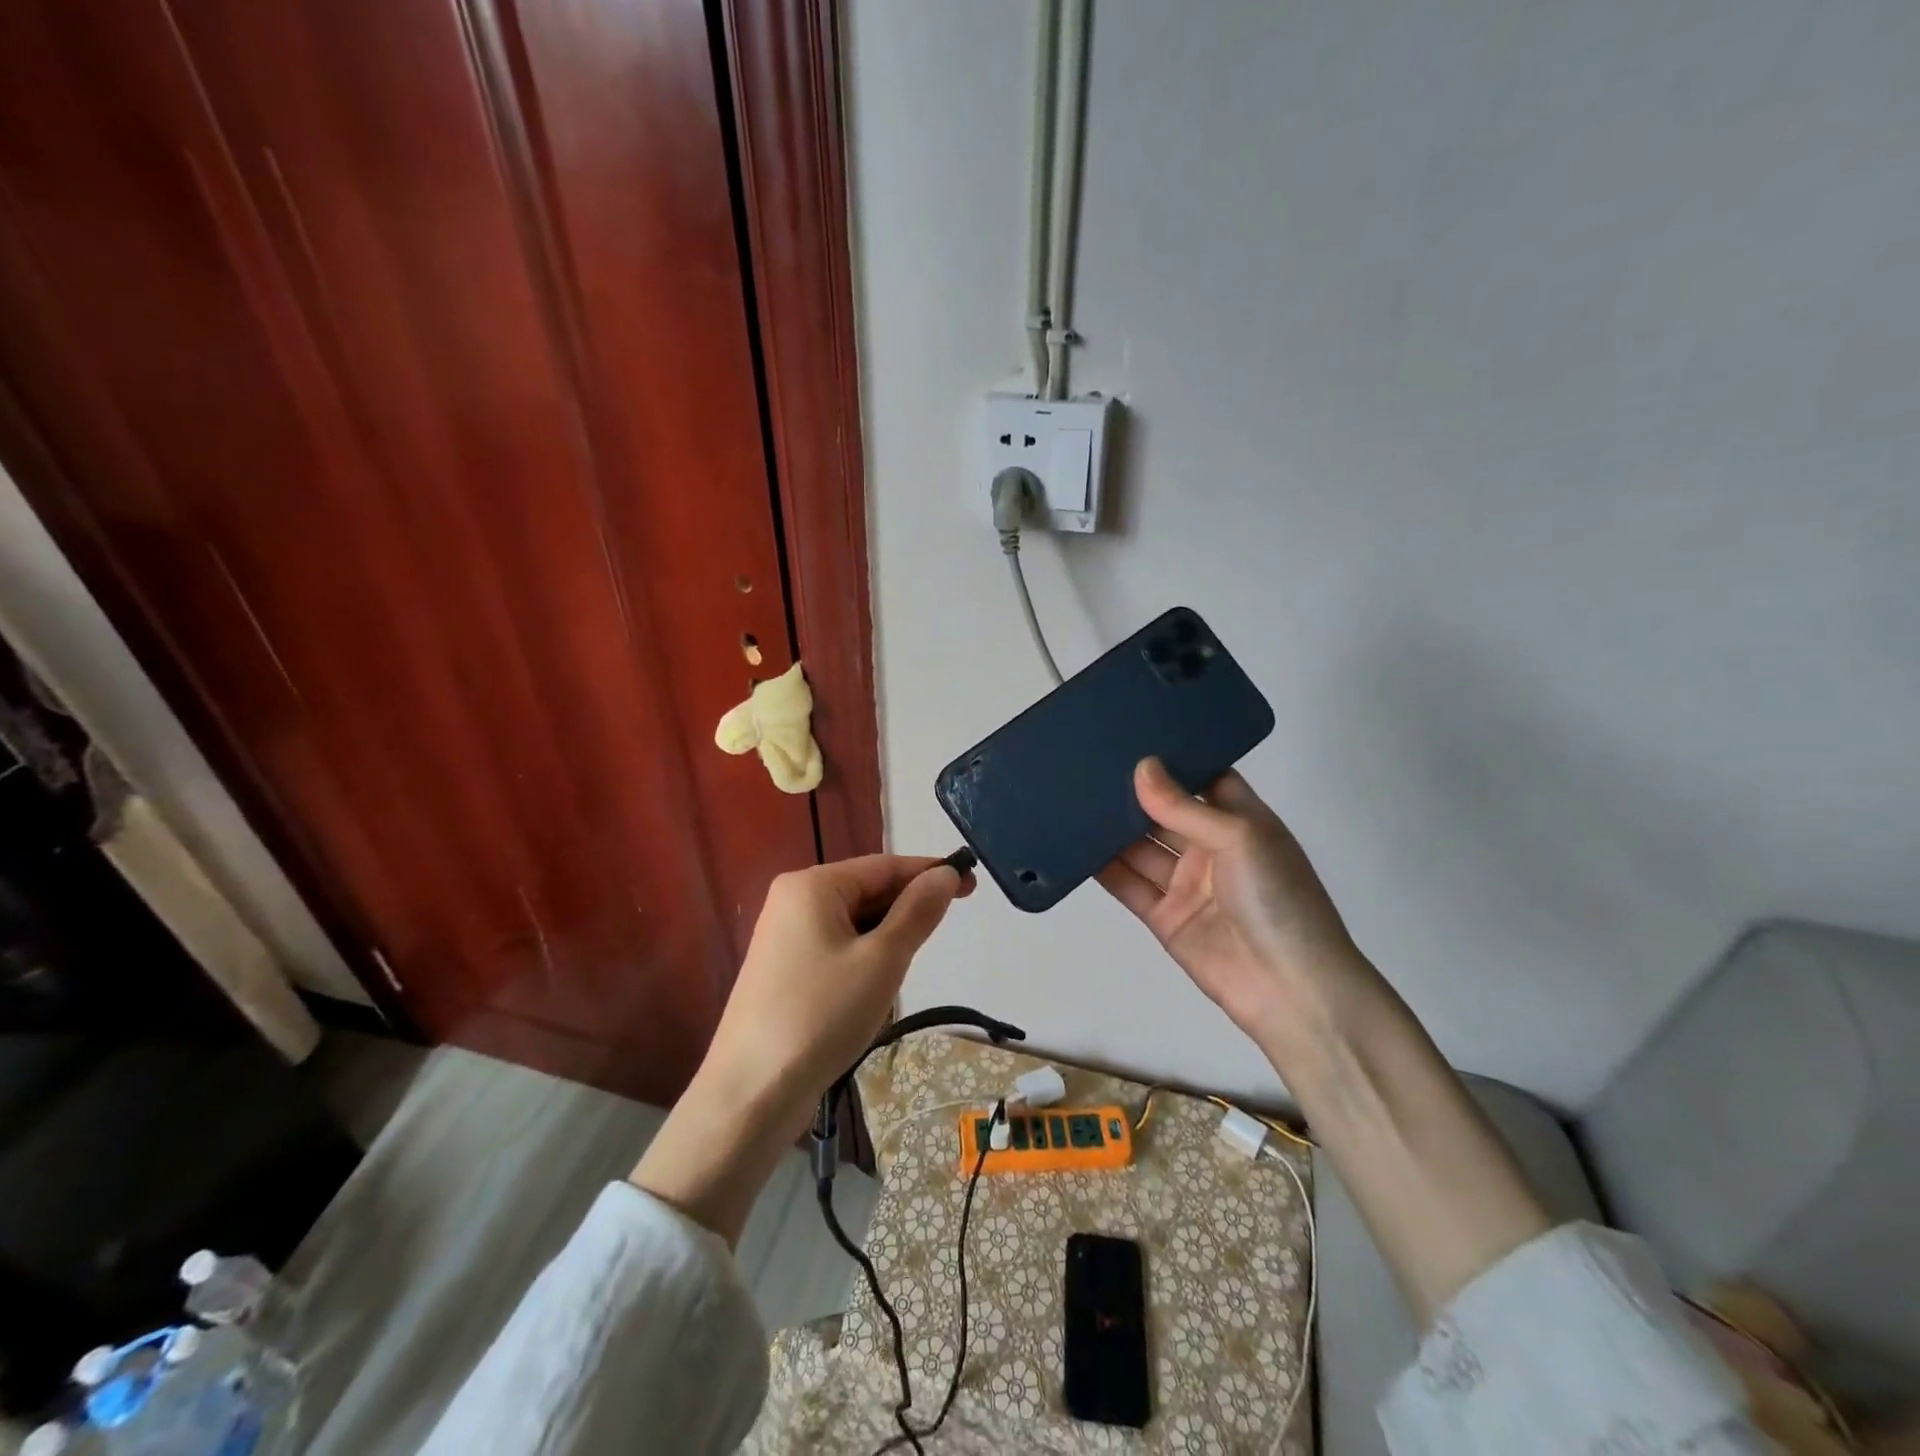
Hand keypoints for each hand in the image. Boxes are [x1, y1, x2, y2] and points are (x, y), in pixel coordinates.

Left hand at [704, 855, 972, 1122]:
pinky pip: (836, 945)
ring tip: (910, 964)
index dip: (930, 873)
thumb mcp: (882, 960)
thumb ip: (917, 912)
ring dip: (887, 935)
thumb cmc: (822, 1015)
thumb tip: (946, 874)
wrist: (751, 1092)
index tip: (972, 883)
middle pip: (866, 890)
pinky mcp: (783, 968)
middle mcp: (793, 900)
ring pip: (853, 921)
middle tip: (946, 930)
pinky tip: (877, 982)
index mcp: (812, 885)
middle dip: (907, 907)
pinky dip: (864, 955)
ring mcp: (784, 936)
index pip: (884, 866)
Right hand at [1097, 758, 1366, 1052]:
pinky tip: (1073, 843)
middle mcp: (1211, 847)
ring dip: (1112, 827)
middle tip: (1087, 762)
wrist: (1291, 991)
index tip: (1131, 734)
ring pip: (1140, 846)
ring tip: (1072, 795)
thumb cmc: (1278, 899)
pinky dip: (1102, 868)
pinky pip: (1128, 885)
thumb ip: (1184, 806)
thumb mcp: (1240, 838)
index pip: (1203, 778)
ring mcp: (1186, 883)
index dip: (1172, 759)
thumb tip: (1141, 766)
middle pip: (1165, 812)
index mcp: (1241, 821)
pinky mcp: (1163, 916)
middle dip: (1133, 792)